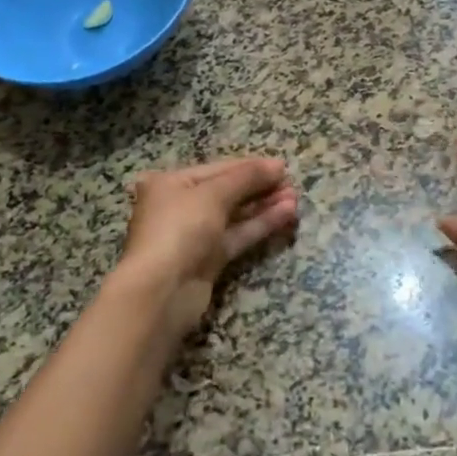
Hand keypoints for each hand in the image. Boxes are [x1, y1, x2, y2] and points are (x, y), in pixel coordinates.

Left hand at [111, 157, 298, 338]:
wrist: (161, 291)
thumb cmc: (180, 229)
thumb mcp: (213, 194)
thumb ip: (246, 177)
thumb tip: (277, 164)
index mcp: (171, 183)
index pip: (218, 168)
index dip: (250, 166)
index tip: (282, 166)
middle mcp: (179, 206)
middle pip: (226, 191)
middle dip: (259, 187)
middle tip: (292, 184)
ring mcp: (193, 235)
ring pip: (234, 215)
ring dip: (264, 206)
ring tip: (295, 199)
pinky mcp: (207, 260)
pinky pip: (237, 235)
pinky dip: (259, 225)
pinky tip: (285, 215)